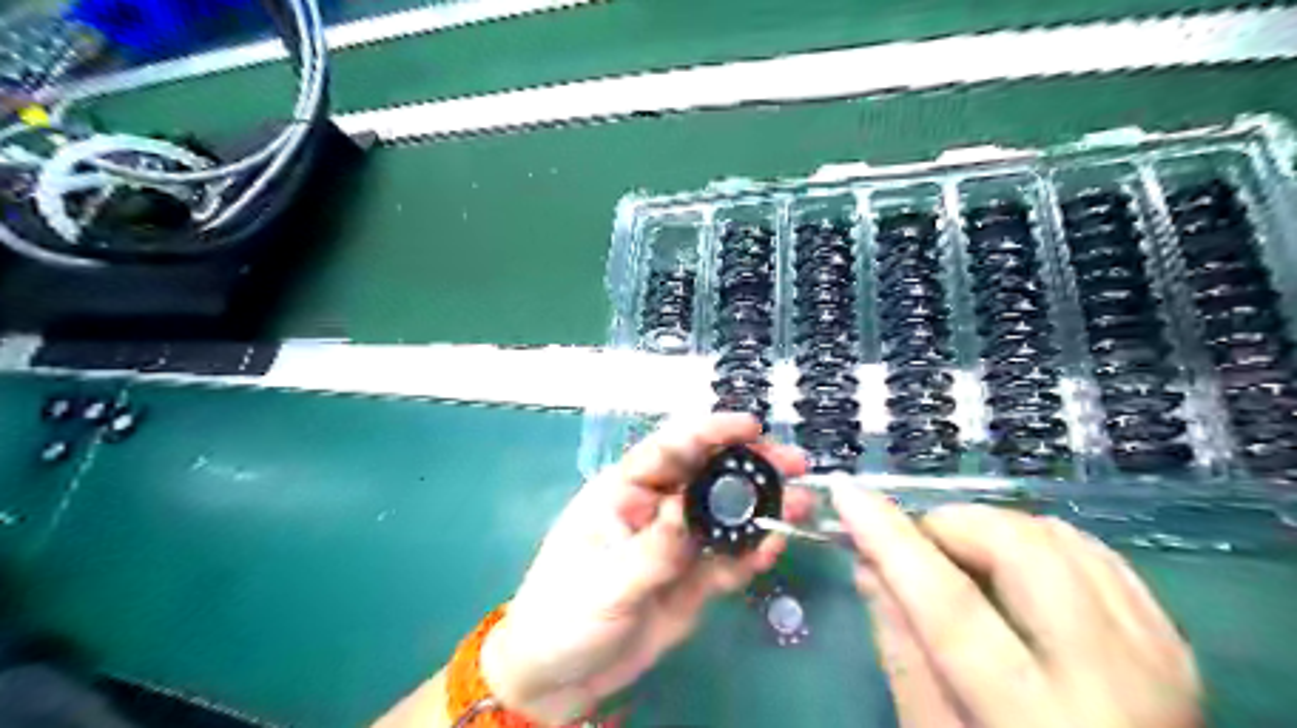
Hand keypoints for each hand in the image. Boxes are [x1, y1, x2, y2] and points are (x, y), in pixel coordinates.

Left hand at [481, 413, 813, 725]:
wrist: (559, 678)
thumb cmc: (563, 617)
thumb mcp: (604, 582)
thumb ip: (652, 549)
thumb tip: (692, 512)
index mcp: (624, 492)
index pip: (668, 449)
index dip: (709, 432)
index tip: (749, 427)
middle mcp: (656, 508)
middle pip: (707, 474)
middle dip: (750, 463)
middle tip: (793, 463)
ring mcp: (678, 544)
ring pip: (725, 514)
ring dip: (762, 506)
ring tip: (799, 505)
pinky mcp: (693, 578)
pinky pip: (728, 558)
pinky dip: (753, 551)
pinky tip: (774, 546)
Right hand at [836, 487, 1198, 727]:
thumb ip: (901, 651)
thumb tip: (868, 565)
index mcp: (1040, 722)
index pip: (951, 606)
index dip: (891, 540)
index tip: (848, 493)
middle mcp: (1116, 683)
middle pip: (1022, 552)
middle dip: (950, 525)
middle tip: (914, 544)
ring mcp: (1156, 659)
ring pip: (1060, 538)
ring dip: (991, 529)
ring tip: (956, 556)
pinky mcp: (1172, 645)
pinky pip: (1096, 553)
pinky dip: (1038, 540)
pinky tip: (1009, 565)